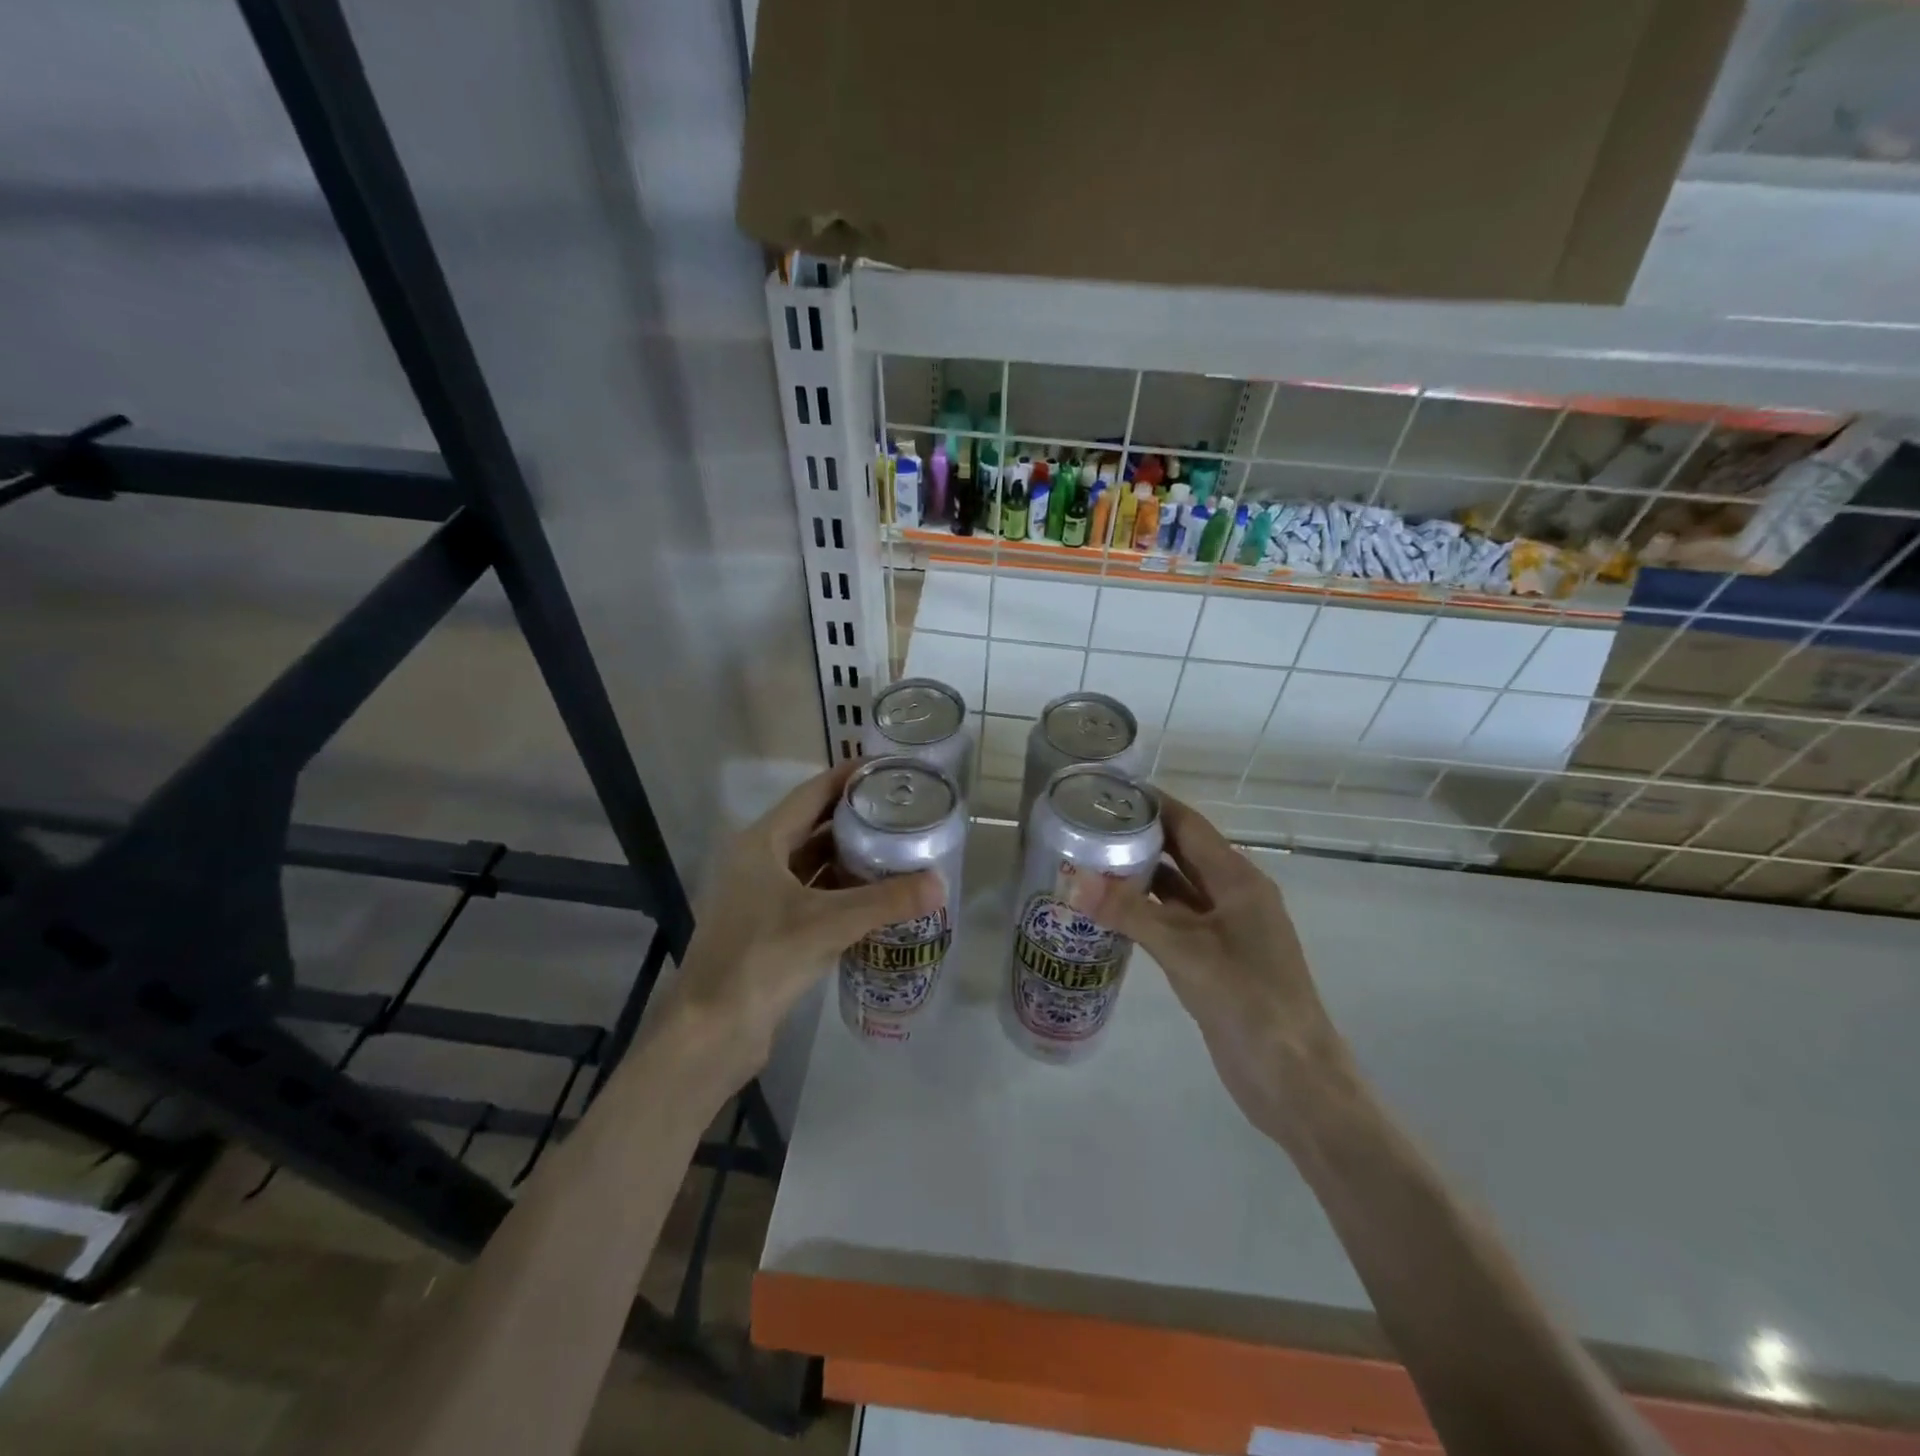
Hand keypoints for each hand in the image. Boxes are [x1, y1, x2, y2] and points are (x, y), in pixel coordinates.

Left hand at [660, 761, 940, 1079]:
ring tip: (898, 850)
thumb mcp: (827, 924)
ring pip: (813, 865)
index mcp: (761, 843)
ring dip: (851, 859)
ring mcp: (761, 897)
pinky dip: (842, 893)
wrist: (711, 1032)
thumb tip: (940, 883)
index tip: (886, 768)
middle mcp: (758, 862)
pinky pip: (813, 897)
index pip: (811, 794)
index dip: (847, 777)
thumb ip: (885, 901)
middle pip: (813, 827)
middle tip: (903, 812)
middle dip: (856, 819)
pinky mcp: (769, 929)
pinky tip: (876, 898)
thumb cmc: (762, 959)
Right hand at [1074, 791, 1355, 1144]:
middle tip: (1088, 827)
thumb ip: (1130, 913)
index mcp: (1239, 881)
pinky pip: (1175, 922)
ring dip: (1140, 877)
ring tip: (1090, 863)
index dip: (1154, 804)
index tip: (1109, 791)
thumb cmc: (1248, 1002)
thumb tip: (1073, 882)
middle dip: (1140, 838)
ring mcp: (1226, 930)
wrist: (1293, 1079)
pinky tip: (1111, 913)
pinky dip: (1146, 912)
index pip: (1190, 826)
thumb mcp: (1185, 952)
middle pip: (1183, 854)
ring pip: (1177, 890)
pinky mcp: (1215, 960)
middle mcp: (1234, 897)